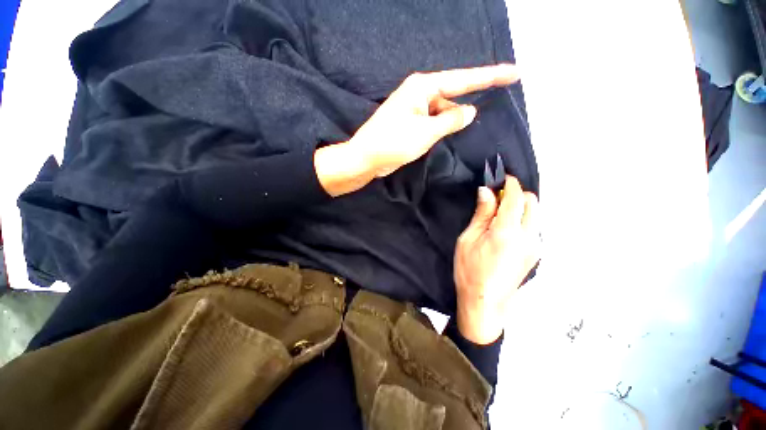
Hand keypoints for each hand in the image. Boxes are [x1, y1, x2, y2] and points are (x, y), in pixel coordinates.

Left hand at [315, 64, 518, 195]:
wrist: (366, 158)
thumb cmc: (393, 142)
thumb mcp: (426, 132)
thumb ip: (451, 120)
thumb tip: (470, 111)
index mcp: (423, 87)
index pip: (463, 79)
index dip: (490, 77)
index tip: (514, 73)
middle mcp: (419, 93)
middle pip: (451, 96)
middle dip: (461, 110)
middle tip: (458, 125)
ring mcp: (414, 108)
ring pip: (442, 112)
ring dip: (447, 124)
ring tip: (432, 139)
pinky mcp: (411, 122)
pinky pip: (433, 121)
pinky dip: (439, 129)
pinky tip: (438, 138)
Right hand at [453, 177, 540, 343]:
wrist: (484, 303)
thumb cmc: (469, 271)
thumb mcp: (468, 240)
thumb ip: (481, 214)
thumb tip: (486, 192)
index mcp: (507, 232)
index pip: (516, 198)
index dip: (511, 184)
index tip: (503, 177)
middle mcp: (528, 237)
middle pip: (533, 203)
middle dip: (518, 194)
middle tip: (498, 197)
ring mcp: (535, 247)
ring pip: (535, 215)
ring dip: (521, 207)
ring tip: (499, 214)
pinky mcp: (535, 255)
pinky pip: (533, 228)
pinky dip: (523, 220)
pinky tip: (505, 229)